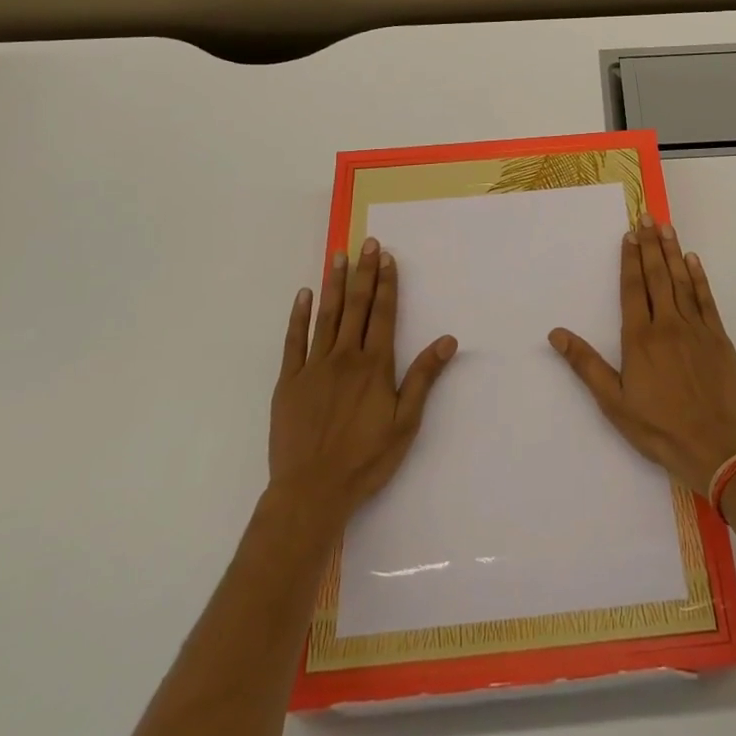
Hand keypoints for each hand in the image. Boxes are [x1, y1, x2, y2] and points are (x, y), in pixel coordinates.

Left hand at [267, 238, 457, 521]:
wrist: (311, 491)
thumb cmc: (365, 459)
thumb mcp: (405, 423)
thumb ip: (424, 378)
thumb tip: (447, 340)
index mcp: (374, 366)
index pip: (382, 314)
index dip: (386, 284)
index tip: (386, 257)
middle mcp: (344, 357)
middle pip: (356, 307)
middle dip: (363, 273)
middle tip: (366, 243)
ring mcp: (313, 367)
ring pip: (325, 316)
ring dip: (333, 284)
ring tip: (337, 256)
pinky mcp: (288, 382)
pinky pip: (293, 341)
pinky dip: (298, 317)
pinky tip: (304, 295)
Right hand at [549, 214, 735, 494]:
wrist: (713, 445)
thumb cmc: (657, 426)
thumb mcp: (613, 401)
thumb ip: (586, 364)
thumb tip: (557, 334)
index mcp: (640, 337)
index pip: (633, 287)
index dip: (630, 258)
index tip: (630, 233)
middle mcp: (667, 324)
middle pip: (657, 276)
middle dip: (650, 244)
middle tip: (648, 216)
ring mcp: (696, 329)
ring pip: (682, 281)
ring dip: (673, 252)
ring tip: (667, 227)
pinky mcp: (718, 338)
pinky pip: (706, 299)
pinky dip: (699, 277)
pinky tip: (694, 260)